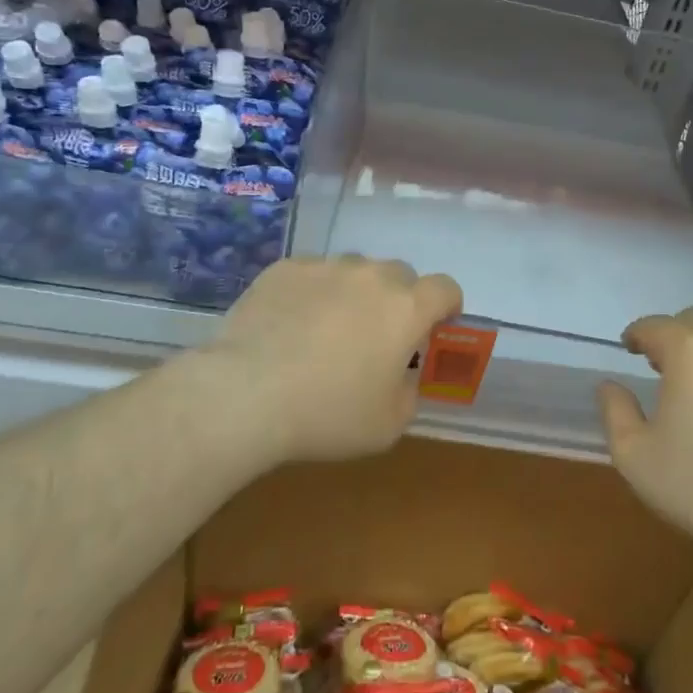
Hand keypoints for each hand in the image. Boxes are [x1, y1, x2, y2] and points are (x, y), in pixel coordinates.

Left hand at [203, 256, 461, 464]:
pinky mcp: (285, 268)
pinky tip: (290, 324)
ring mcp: (326, 267)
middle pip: (399, 275)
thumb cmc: (327, 414)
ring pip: (354, 270)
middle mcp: (372, 276)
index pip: (446, 288)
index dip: (446, 306)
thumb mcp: (388, 425)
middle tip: (376, 336)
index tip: (433, 328)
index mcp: (407, 308)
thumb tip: (402, 376)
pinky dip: (311, 292)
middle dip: (397, 300)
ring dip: (354, 292)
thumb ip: (409, 392)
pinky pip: (312, 274)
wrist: (246, 395)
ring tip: (327, 329)